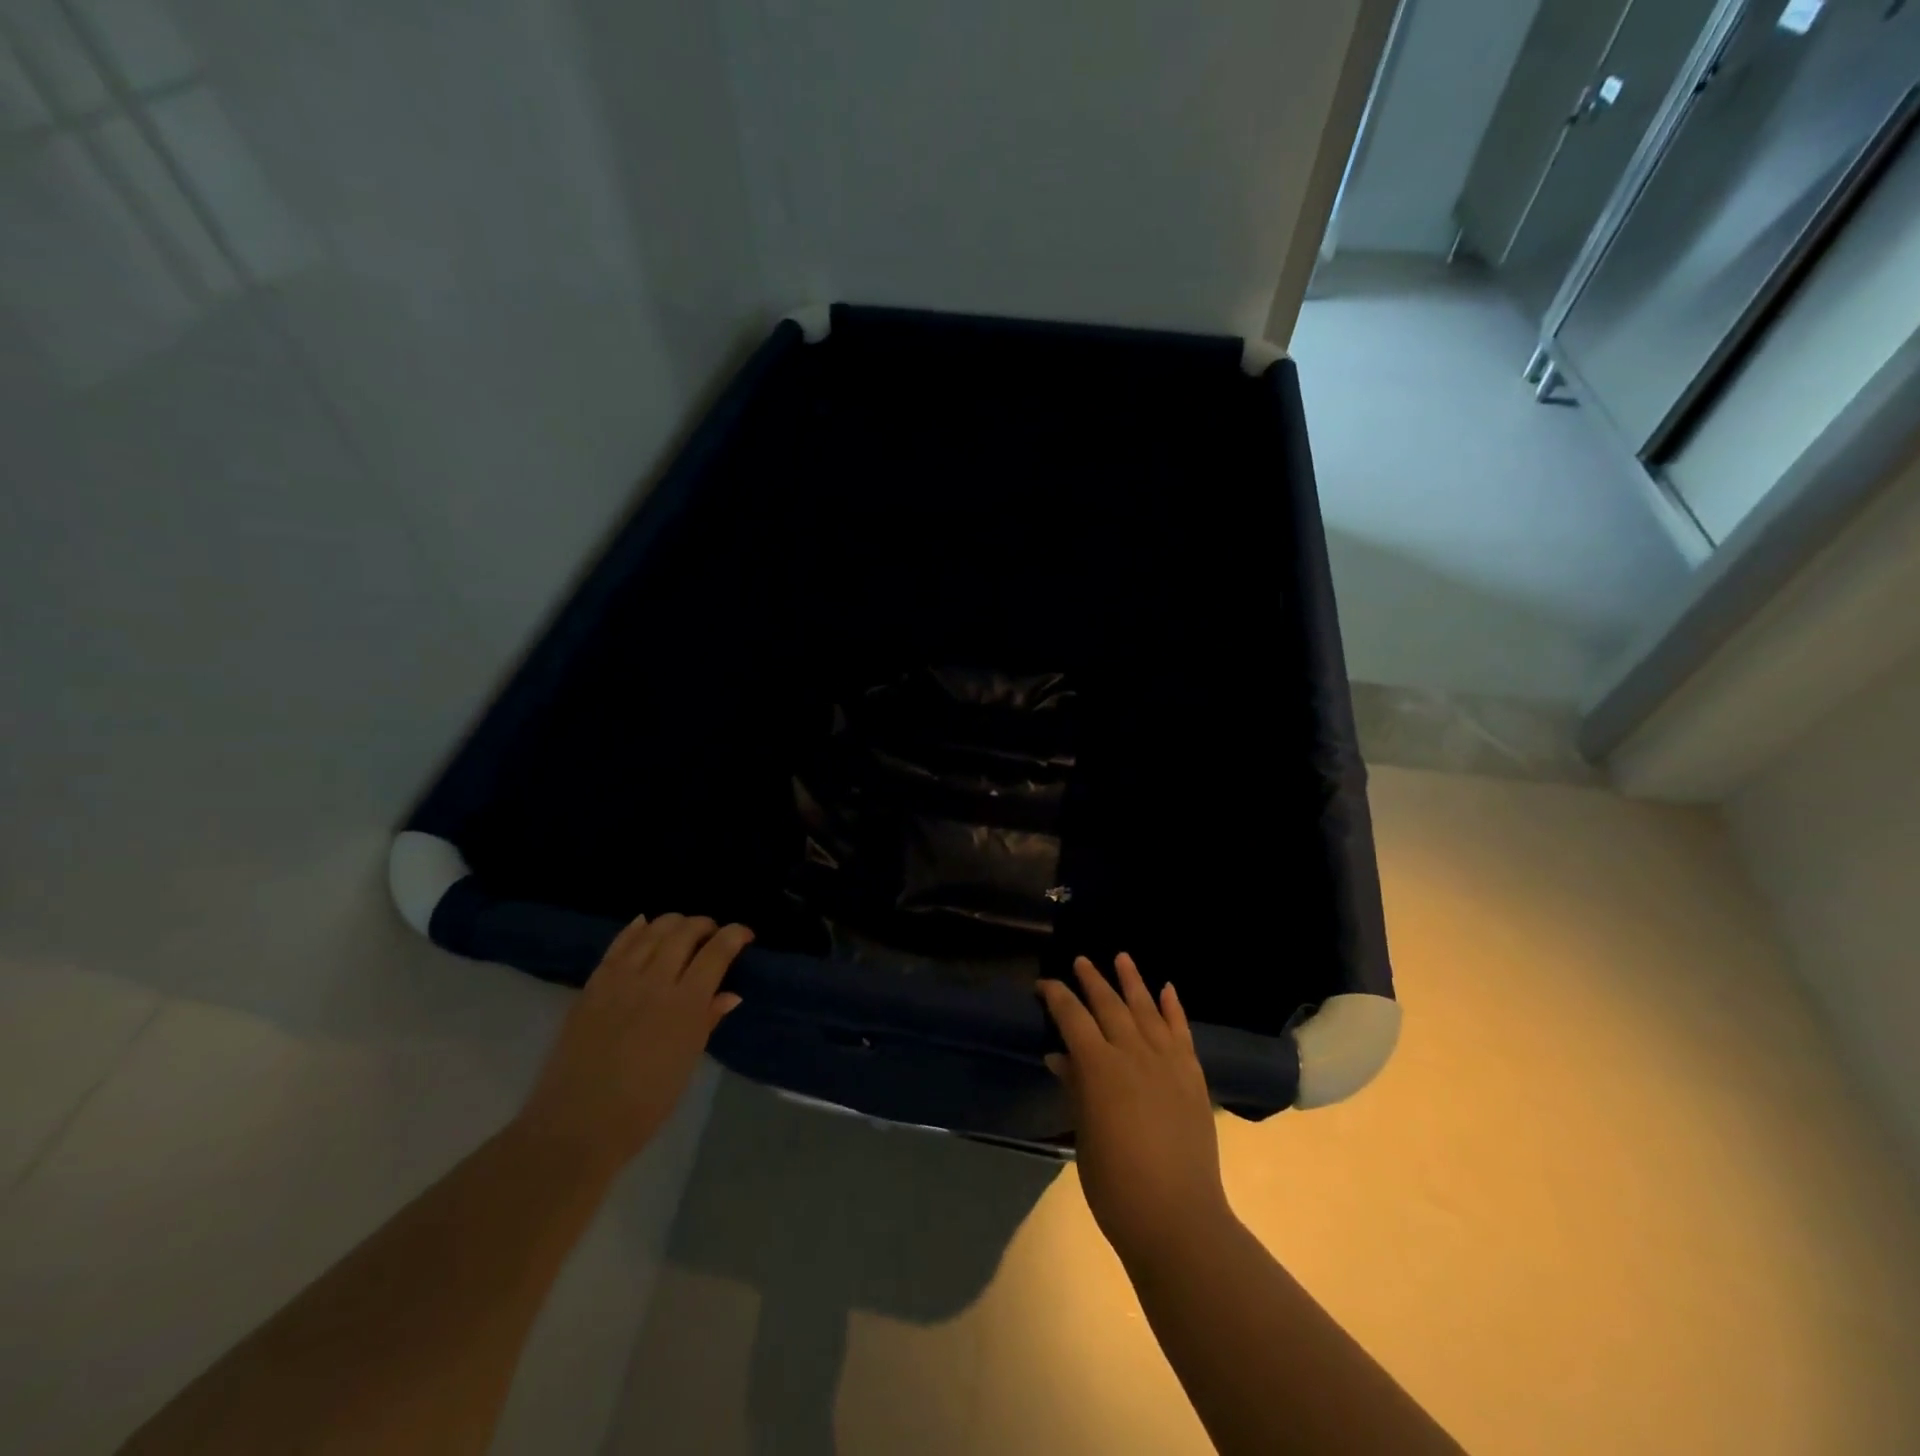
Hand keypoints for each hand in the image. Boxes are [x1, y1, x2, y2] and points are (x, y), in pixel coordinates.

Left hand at [516, 914, 750, 1175]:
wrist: (577, 1125)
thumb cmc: (644, 1104)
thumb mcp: (686, 1062)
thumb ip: (707, 1021)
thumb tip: (730, 994)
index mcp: (685, 1004)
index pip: (717, 951)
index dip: (735, 935)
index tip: (745, 935)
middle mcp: (655, 981)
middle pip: (685, 932)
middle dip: (705, 925)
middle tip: (714, 934)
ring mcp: (620, 979)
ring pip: (653, 930)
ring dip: (674, 923)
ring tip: (684, 929)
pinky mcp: (593, 984)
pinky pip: (619, 944)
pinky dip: (636, 929)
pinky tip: (645, 923)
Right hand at [1039, 954, 1231, 1265]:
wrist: (1178, 1219)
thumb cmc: (1116, 1186)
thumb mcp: (1084, 1136)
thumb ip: (1075, 1088)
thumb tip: (1059, 1056)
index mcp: (1100, 1068)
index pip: (1073, 1018)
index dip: (1057, 997)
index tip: (1044, 985)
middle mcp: (1133, 1054)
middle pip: (1109, 1006)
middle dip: (1092, 981)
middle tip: (1081, 961)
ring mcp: (1167, 1063)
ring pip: (1146, 1009)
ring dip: (1133, 982)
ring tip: (1122, 958)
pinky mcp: (1192, 1076)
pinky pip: (1181, 1032)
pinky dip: (1173, 1008)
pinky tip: (1167, 989)